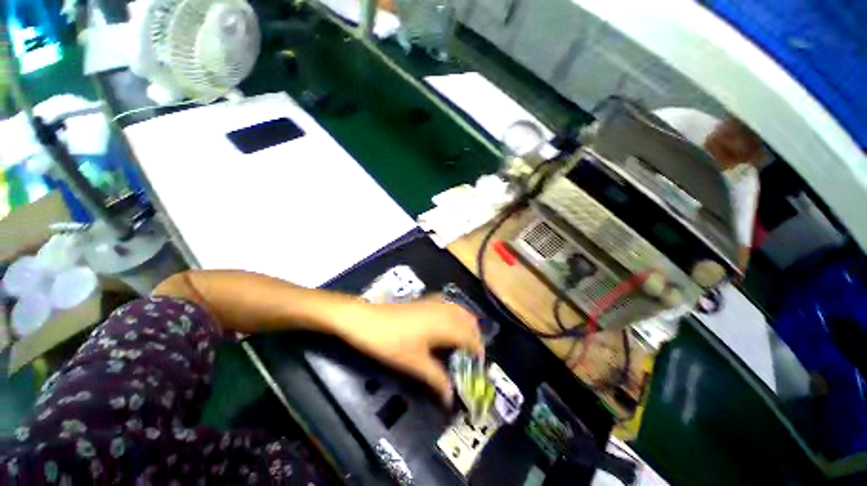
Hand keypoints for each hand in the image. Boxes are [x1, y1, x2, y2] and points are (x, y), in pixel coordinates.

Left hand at [338, 295, 483, 403]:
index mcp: (445, 325)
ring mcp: (434, 303)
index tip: (478, 365)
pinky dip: (454, 312)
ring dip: (466, 323)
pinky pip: (447, 304)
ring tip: (464, 338)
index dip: (477, 351)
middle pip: (468, 321)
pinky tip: (447, 321)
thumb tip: (451, 397)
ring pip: (459, 310)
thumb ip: (436, 378)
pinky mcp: (424, 300)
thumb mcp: (414, 363)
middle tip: (472, 354)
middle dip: (474, 336)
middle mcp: (444, 310)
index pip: (470, 337)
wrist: (367, 320)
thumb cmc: (392, 343)